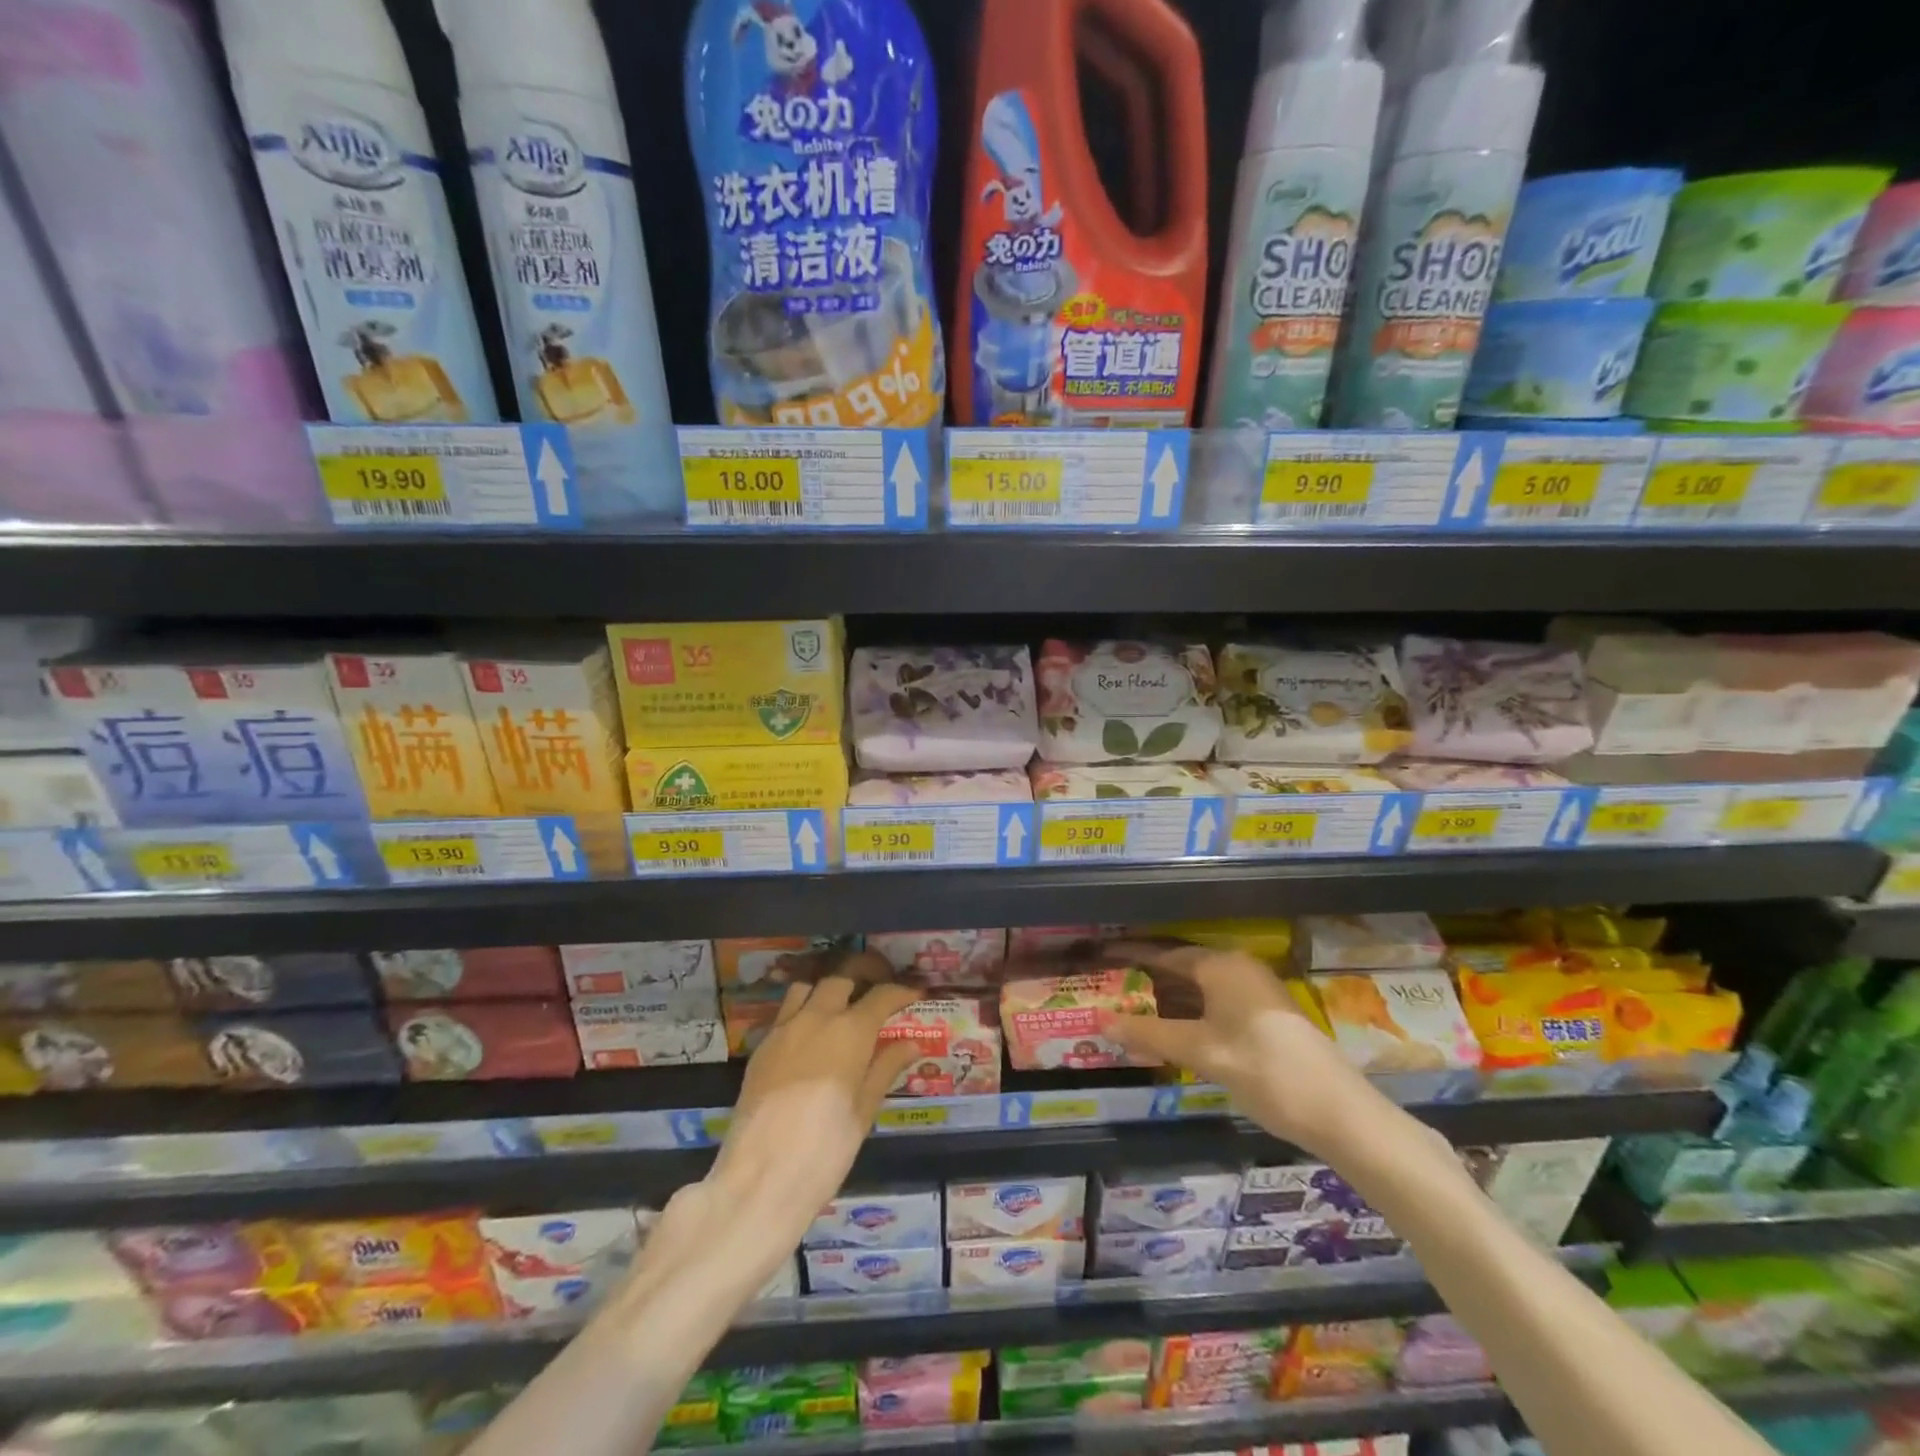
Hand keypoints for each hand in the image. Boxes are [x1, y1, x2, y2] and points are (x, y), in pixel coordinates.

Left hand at [697, 960, 921, 1266]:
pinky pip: (785, 1013)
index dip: (901, 992)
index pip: (881, 996)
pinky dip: (802, 1011)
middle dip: (863, 977)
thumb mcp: (864, 1110)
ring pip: (806, 988)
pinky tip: (810, 1036)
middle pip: (841, 979)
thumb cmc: (826, 1149)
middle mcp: (816, 1017)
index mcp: (850, 1031)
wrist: (761, 1179)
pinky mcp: (760, 1048)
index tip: (915, 993)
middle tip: (878, 989)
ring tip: (840, 1006)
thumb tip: (912, 1043)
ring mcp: (783, 1030)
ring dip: (826, 989)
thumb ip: (885, 1068)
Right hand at [1105, 943, 1386, 1159]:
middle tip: (1108, 990)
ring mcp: (1254, 993)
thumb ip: (1150, 1034)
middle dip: (1145, 982)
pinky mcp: (1265, 1017)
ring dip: (1166, 1003)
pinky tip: (1169, 1035)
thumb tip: (1102, 1020)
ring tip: (1129, 1014)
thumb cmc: (1264, 1070)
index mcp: (1221, 965)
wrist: (1340, 1113)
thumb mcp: (1202, 1052)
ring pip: (1198, 990)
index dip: (1130, 956)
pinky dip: (1188, 1016)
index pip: (1163, 953)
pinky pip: (1214, 1006)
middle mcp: (1237, 969)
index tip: (1100, 957)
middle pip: (1180, 969)